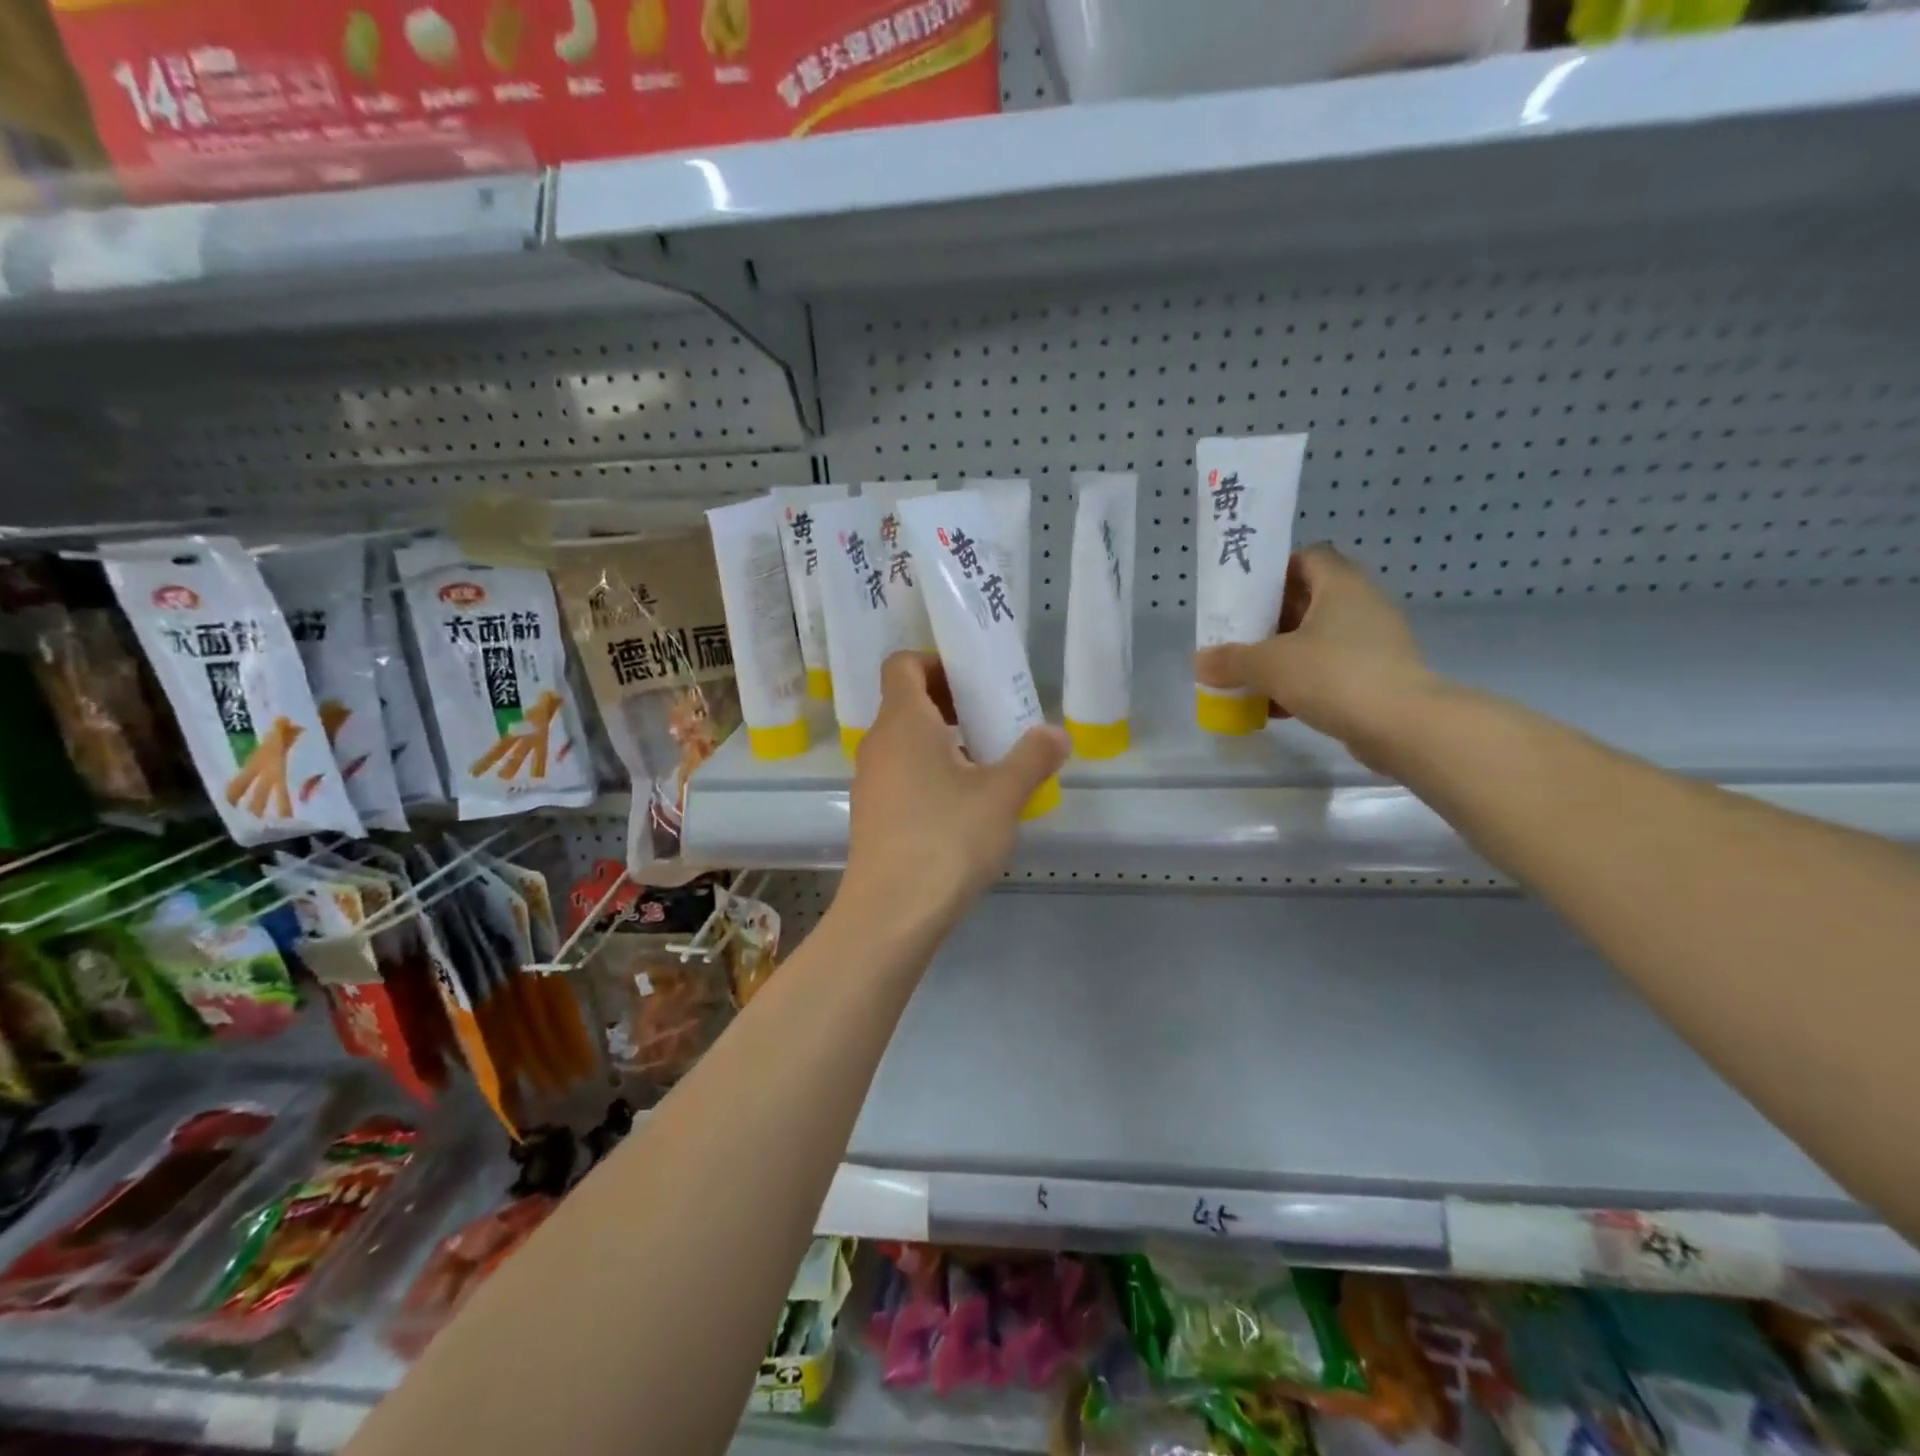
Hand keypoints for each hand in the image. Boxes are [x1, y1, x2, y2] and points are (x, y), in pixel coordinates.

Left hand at [841, 652, 1068, 935]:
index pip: (902, 664)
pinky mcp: (871, 814)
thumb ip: (1033, 758)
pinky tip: (963, 805)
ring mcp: (870, 781)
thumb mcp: (1002, 796)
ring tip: (986, 764)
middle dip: (949, 702)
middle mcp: (878, 743)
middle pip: (906, 701)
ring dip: (942, 741)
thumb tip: (1056, 734)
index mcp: (903, 722)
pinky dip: (929, 771)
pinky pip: (900, 773)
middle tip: (992, 720)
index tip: (974, 681)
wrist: (891, 914)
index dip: (936, 662)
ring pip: (904, 741)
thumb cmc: (946, 839)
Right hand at [1194, 545, 1432, 764]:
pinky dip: (1302, 683)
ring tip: (1250, 675)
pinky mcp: (1378, 678)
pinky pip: (1331, 671)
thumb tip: (1201, 663)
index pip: (1309, 558)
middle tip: (1238, 638)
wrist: (1403, 727)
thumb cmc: (1334, 676)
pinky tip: (1274, 707)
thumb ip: (1231, 661)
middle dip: (1270, 620)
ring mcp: (1374, 644)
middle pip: (1309, 600)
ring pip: (1318, 639)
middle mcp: (1362, 606)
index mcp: (1340, 586)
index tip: (1246, 595)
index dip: (1276, 571)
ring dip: (1284, 655)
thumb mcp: (1269, 665)